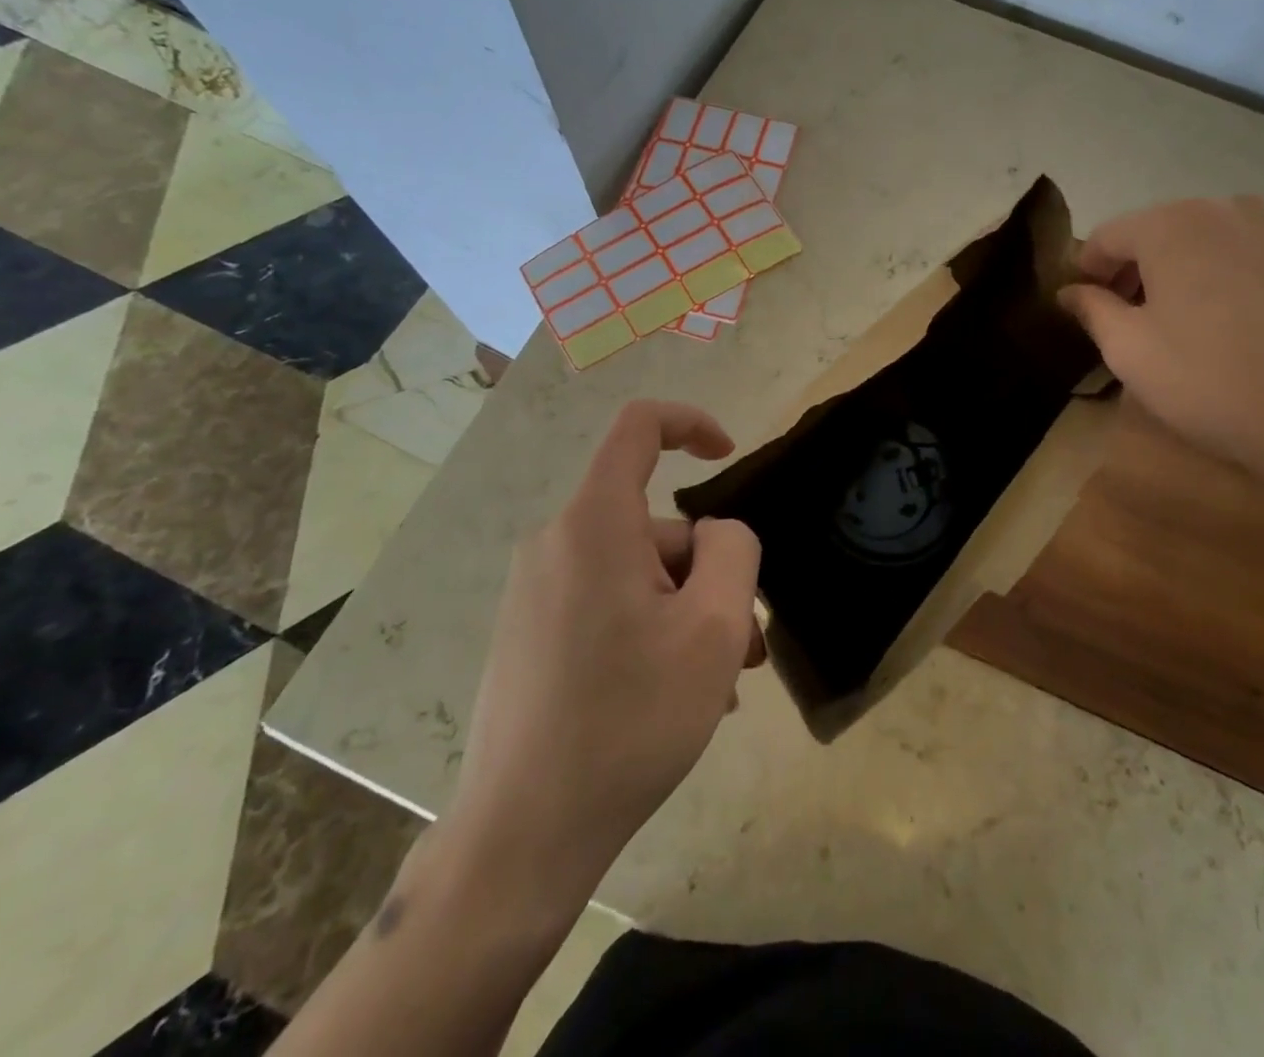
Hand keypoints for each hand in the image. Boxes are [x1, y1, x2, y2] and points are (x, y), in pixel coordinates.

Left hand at [442, 401, 764, 902]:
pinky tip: (671, 697)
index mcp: (594, 525)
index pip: (639, 428)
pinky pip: (607, 605)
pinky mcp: (530, 632)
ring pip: (638, 575)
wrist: (520, 838)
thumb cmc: (629, 721)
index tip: (728, 455)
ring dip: (686, 614)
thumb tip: (716, 534)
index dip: (691, 424)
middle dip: (709, 575)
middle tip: (743, 646)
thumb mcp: (714, 629)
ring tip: (715, 684)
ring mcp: (536, 591)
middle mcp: (556, 544)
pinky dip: (650, 632)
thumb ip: (733, 551)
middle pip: (655, 526)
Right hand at [1059, 196, 1263, 514]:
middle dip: (1135, 272)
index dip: (1087, 273)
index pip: (1107, 237)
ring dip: (1181, 275)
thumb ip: (1092, 309)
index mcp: (1171, 223)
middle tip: (1128, 322)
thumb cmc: (1209, 379)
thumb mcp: (1128, 349)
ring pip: (1206, 243)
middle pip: (1158, 233)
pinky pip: (1250, 259)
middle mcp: (1225, 208)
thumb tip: (1069, 292)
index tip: (1083, 310)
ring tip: (1183, 326)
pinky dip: (1227, 281)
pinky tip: (1234, 328)